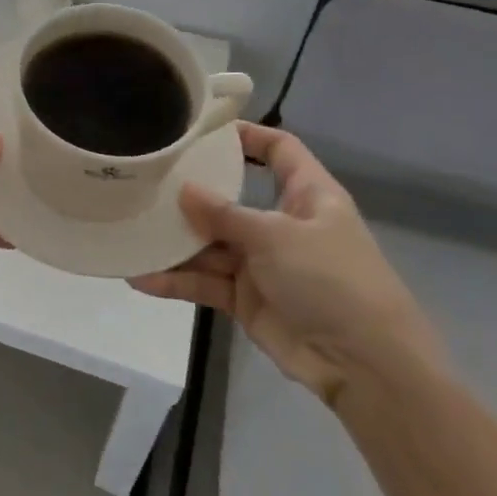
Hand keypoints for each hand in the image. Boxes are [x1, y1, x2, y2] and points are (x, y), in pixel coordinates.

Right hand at [129, 122, 444, 408]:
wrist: (365, 366)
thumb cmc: (332, 281)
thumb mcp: (277, 237)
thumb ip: (225, 214)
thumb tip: (183, 189)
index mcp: (307, 196)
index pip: (279, 150)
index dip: (247, 135)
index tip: (202, 130)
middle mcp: (282, 225)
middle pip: (231, 199)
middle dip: (191, 194)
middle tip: (146, 181)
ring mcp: (263, 263)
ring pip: (210, 244)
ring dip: (175, 242)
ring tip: (131, 231)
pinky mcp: (247, 299)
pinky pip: (205, 282)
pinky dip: (177, 281)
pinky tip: (140, 277)